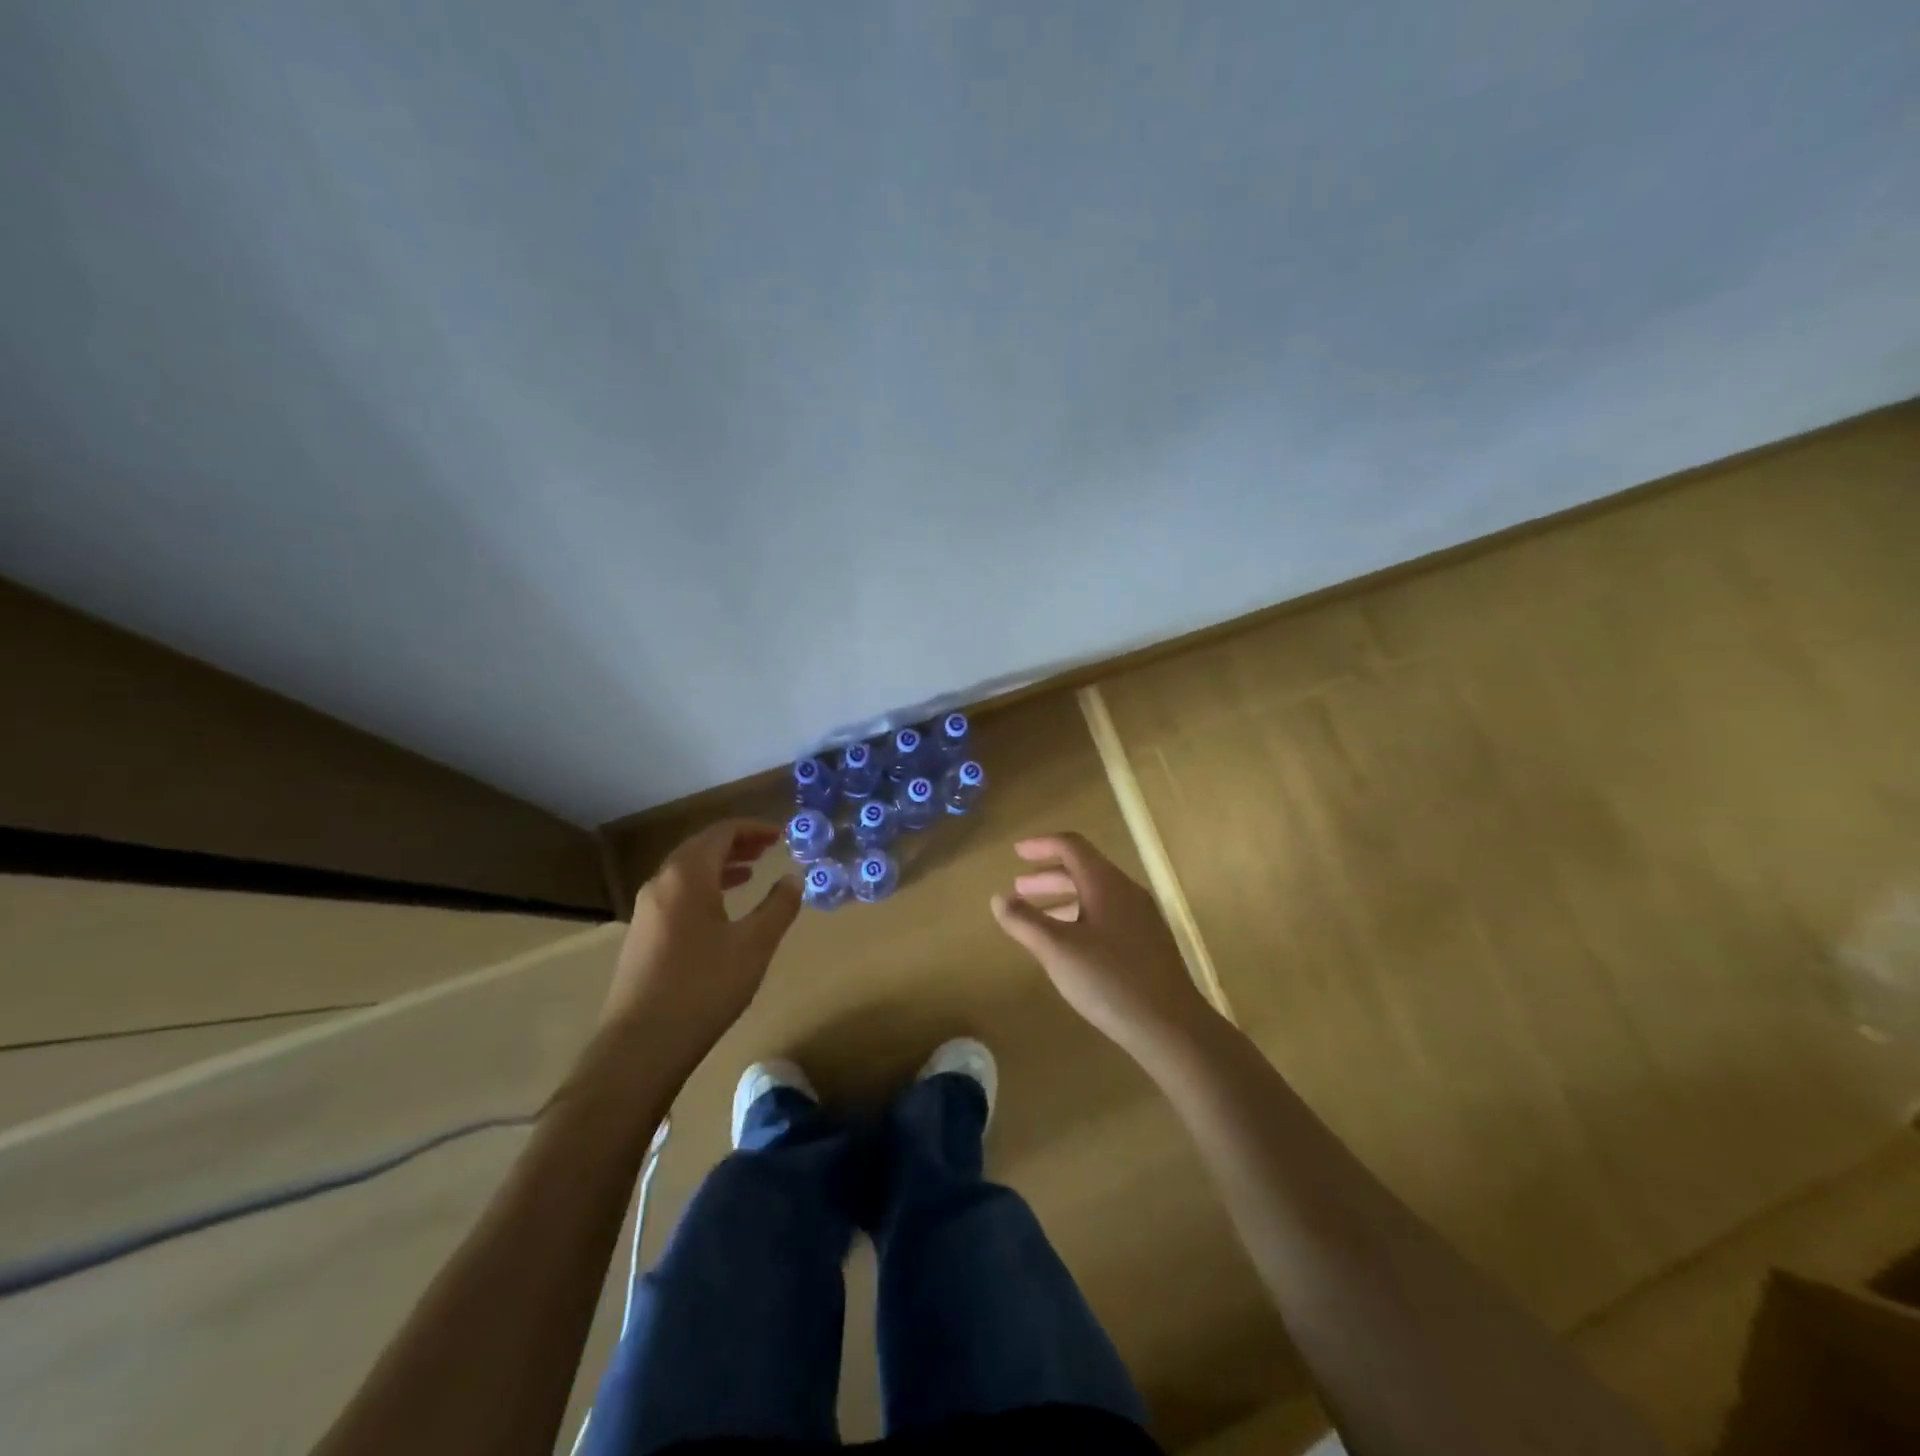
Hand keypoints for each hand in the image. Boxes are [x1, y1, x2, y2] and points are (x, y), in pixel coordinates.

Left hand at [603, 820, 801, 1064]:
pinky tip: (720, 912)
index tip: (780, 834)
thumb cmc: (704, 986)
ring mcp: (645, 911)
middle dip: (736, 844)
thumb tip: (793, 878)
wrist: (640, 1045)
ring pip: (686, 873)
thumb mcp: (754, 944)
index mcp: (687, 876)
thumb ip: (778, 906)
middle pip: (700, 848)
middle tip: (768, 848)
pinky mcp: (641, 936)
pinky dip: (703, 888)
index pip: (721, 833)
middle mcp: (661, 884)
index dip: (753, 829)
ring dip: (719, 867)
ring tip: (749, 874)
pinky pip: (676, 895)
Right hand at [990, 832, 1218, 1063]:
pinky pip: (1108, 914)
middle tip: (1019, 888)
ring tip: (1037, 916)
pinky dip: (1081, 916)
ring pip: (1096, 894)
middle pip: (1083, 869)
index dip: (1041, 845)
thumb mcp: (1057, 950)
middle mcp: (1126, 892)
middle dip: (1048, 875)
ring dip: (1063, 897)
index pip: (1071, 846)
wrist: (1171, 1026)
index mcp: (1105, 884)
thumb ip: (1025, 921)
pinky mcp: (1148, 943)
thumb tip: (998, 898)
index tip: (1016, 853)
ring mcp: (1142, 917)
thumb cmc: (1109, 980)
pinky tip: (1070, 944)